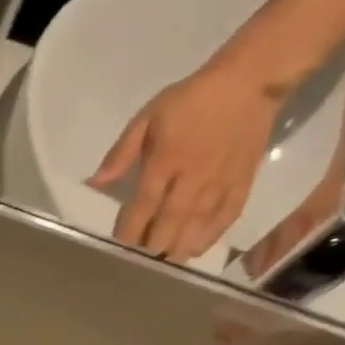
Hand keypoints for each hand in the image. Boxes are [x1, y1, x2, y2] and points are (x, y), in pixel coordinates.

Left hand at [89, 62, 281, 261]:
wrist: (249, 82)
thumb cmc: (190, 100)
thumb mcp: (147, 118)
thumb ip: (121, 153)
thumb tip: (95, 182)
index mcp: (166, 161)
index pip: (144, 204)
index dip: (130, 229)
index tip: (120, 246)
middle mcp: (193, 177)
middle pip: (171, 220)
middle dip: (154, 244)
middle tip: (141, 261)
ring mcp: (221, 181)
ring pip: (198, 224)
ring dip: (180, 246)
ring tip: (165, 262)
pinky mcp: (243, 181)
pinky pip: (227, 215)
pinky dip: (211, 235)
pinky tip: (197, 249)